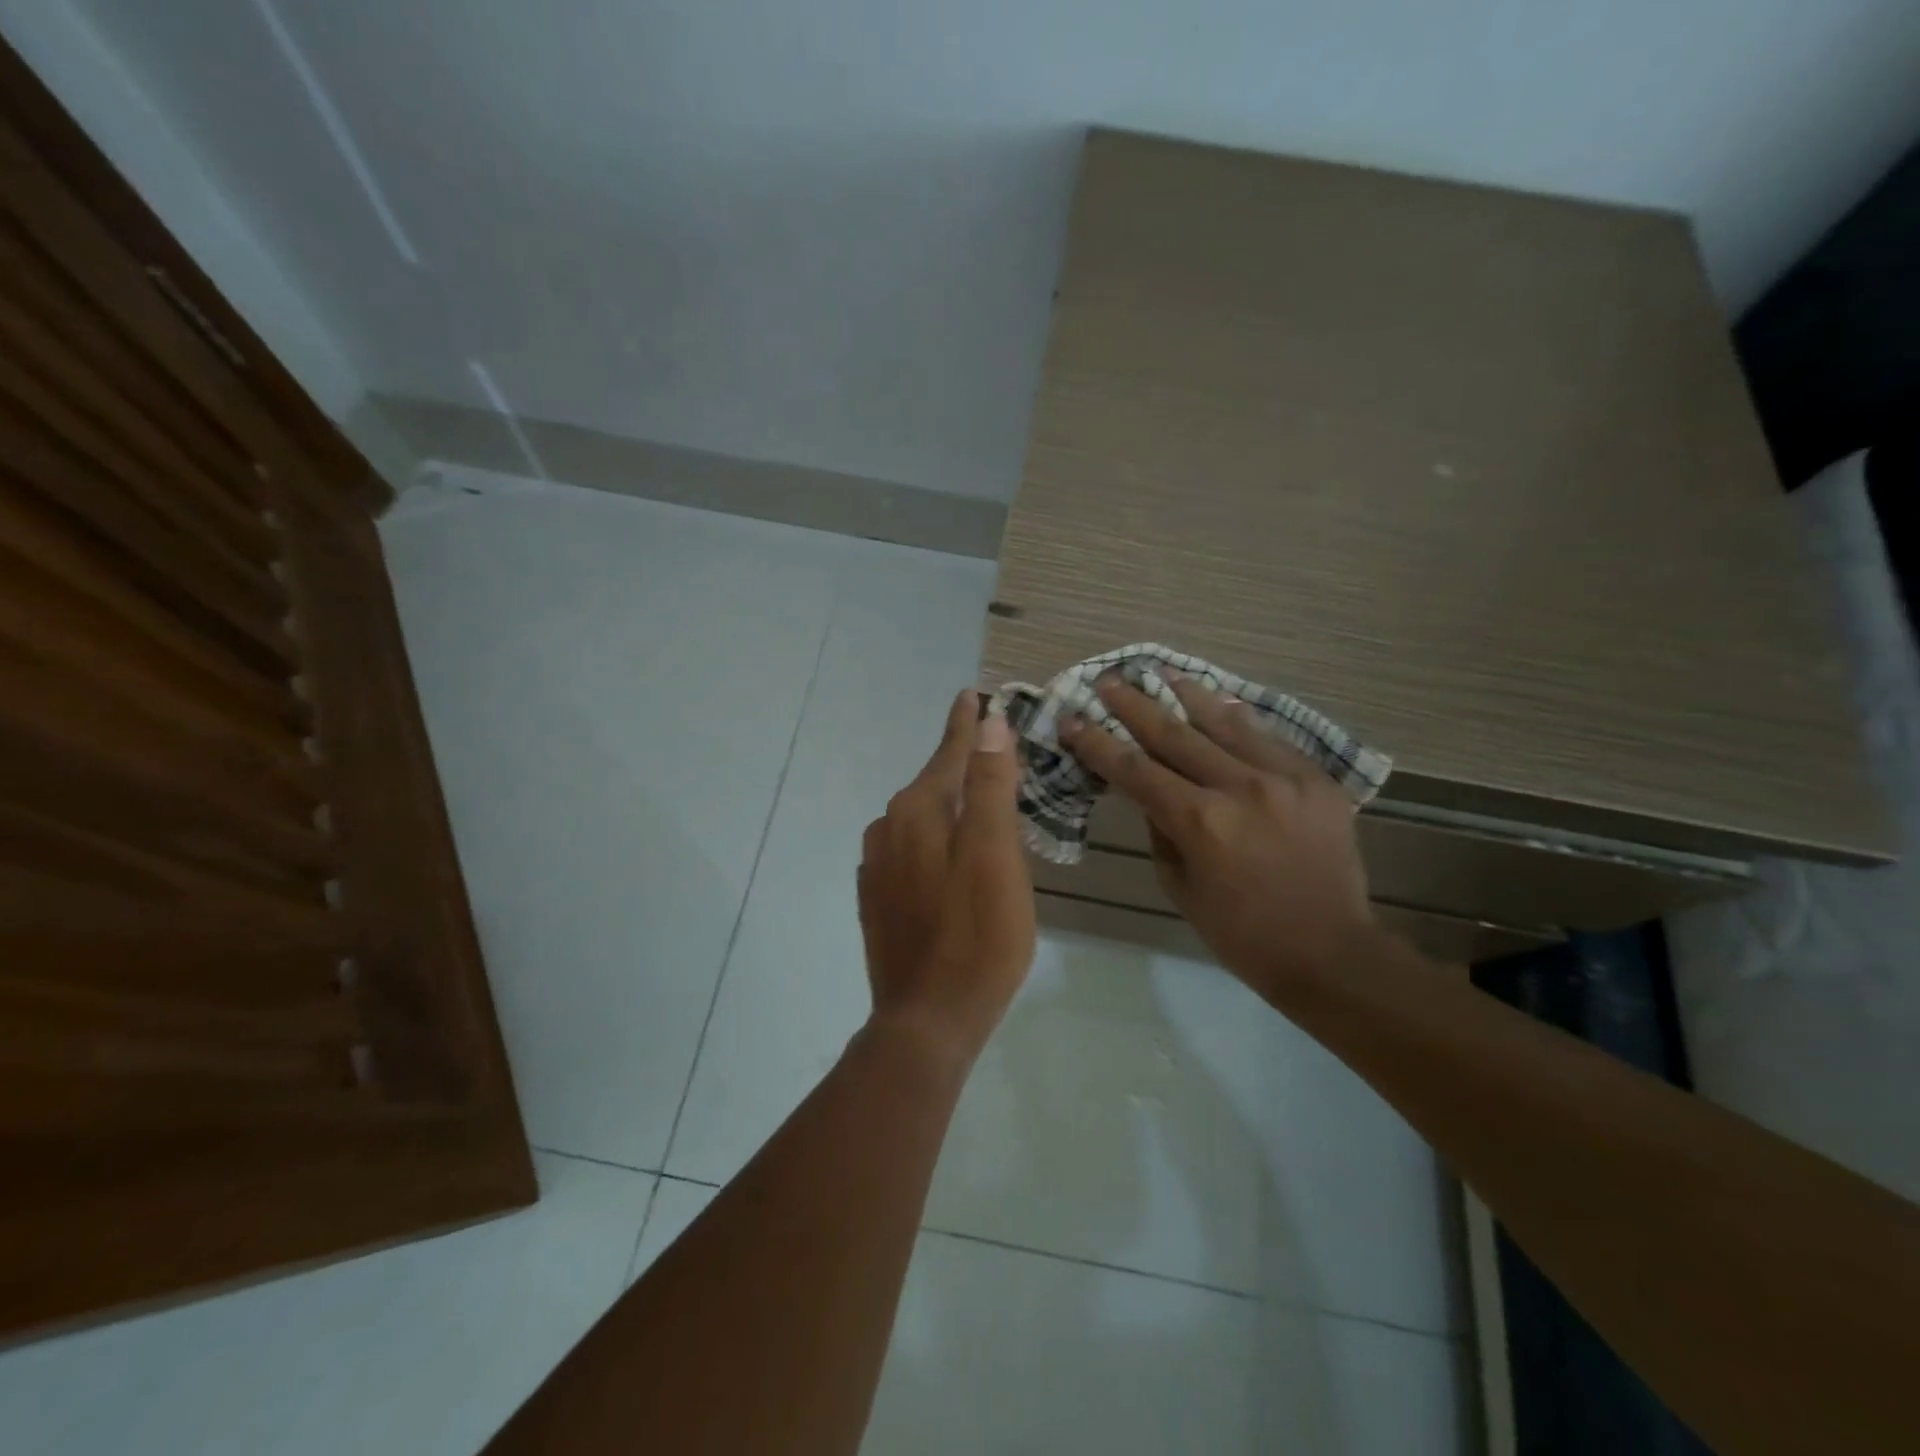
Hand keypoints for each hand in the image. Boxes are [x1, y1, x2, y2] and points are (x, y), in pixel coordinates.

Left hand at [858, 690, 1036, 1061]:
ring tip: (979, 804)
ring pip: (921, 819)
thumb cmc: (977, 935)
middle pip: (933, 784)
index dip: (967, 725)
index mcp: (917, 812)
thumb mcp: (996, 854)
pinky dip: (934, 840)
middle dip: (961, 765)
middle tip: (993, 752)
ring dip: (948, 805)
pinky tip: (950, 857)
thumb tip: (989, 723)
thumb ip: (991, 785)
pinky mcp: (877, 898)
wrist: (928, 1019)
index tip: (973, 695)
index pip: (949, 753)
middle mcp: (888, 829)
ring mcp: (877, 866)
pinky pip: (910, 851)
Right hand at [1060, 673, 1382, 999]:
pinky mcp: (1315, 779)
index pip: (1135, 770)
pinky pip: (1266, 739)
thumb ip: (1161, 831)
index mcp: (1201, 823)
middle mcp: (1240, 788)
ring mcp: (1284, 778)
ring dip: (1188, 695)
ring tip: (1162, 672)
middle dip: (1134, 706)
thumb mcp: (1180, 887)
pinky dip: (1236, 721)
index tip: (1072, 720)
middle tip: (1108, 682)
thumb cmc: (1242, 933)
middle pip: (1174, 734)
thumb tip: (1151, 793)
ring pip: (1225, 723)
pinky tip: (1219, 704)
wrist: (1331, 952)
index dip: (1098, 743)